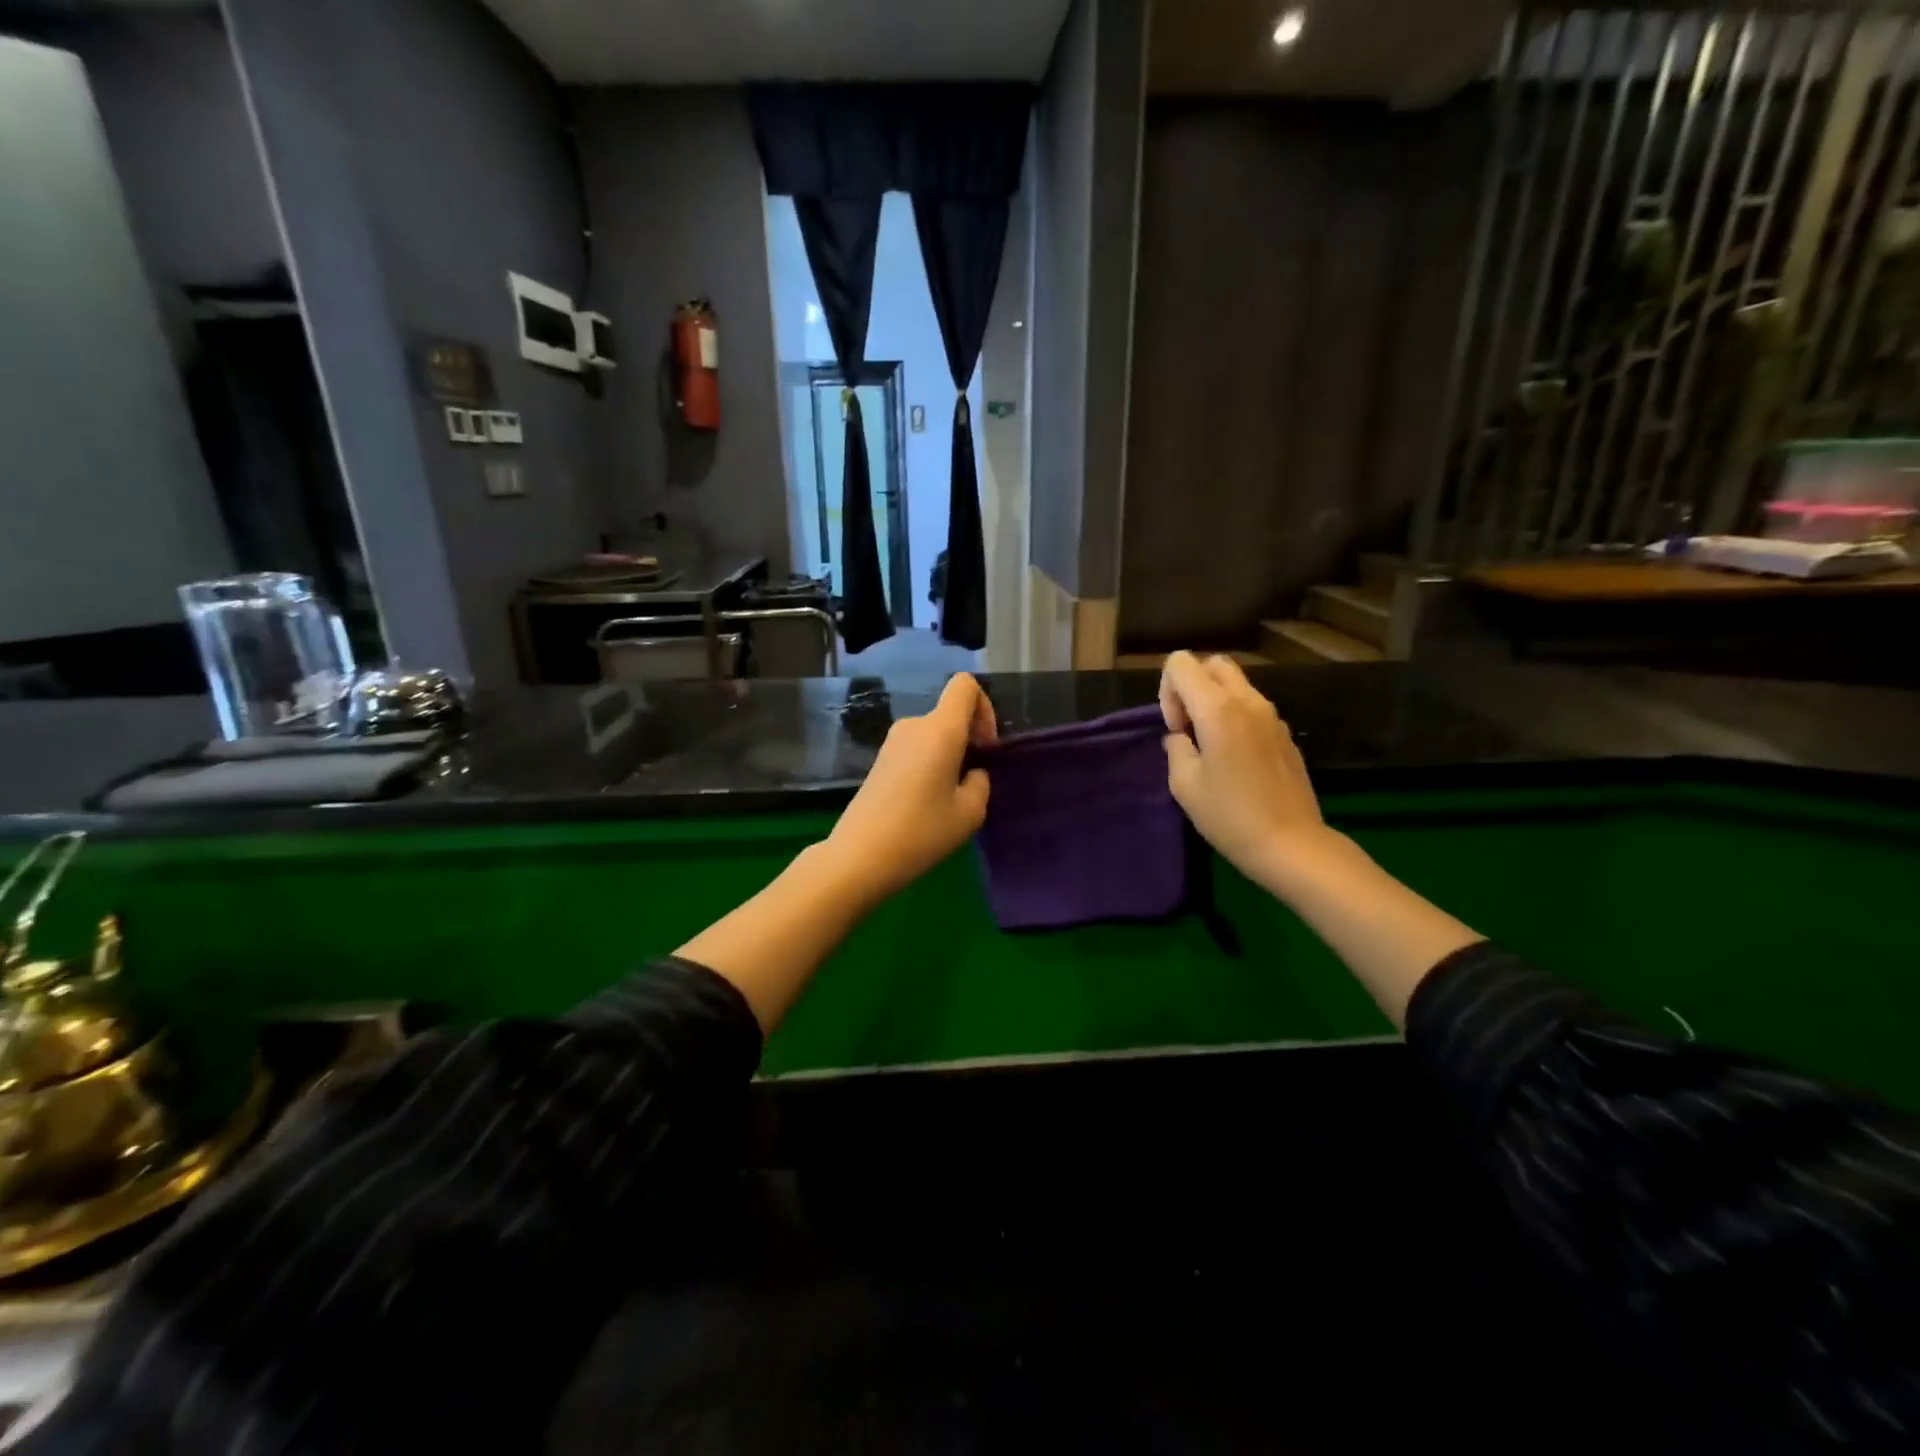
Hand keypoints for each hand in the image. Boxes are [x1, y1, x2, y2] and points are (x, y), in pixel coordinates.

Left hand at [822, 672, 996, 902]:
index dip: (985, 708)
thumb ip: (980, 782)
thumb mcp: (970, 812)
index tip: (986, 747)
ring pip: (934, 734)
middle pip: (950, 713)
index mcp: (940, 729)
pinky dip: (930, 765)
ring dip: (950, 755)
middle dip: (969, 738)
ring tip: (950, 798)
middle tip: (973, 781)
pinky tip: (927, 803)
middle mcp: (914, 725)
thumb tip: (971, 773)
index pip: (965, 685)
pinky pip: (916, 749)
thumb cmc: (921, 831)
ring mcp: (892, 742)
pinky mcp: (880, 761)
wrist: (859, 856)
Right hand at [1159, 651, 1329, 887]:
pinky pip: (1252, 706)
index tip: (1176, 729)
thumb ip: (1176, 748)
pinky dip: (1234, 716)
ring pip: (1235, 683)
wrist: (1291, 844)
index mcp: (1218, 709)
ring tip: (1210, 746)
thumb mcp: (1184, 785)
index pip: (1181, 663)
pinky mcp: (1284, 733)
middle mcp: (1247, 701)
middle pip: (1212, 664)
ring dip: (1214, 701)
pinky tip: (1235, 759)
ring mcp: (1272, 715)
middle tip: (1189, 728)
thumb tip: (1180, 736)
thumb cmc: (1230, 816)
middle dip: (1192, 686)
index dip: (1167, 691)